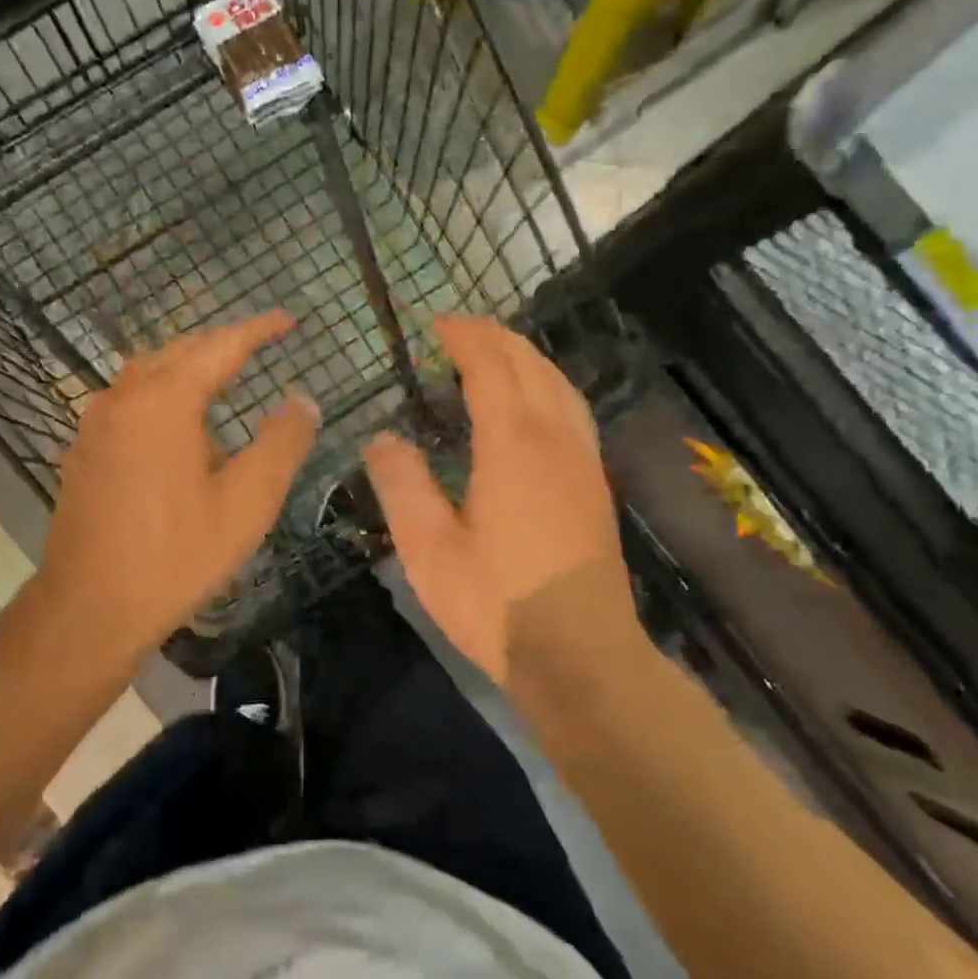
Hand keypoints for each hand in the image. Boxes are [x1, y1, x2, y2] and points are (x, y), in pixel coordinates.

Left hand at [34, 311, 319, 663]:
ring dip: (188, 366)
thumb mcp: (247, 502)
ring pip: (147, 372)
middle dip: (222, 344)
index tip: (289, 320)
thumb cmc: (176, 555)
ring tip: (222, 377)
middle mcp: (124, 396)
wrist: (89, 607)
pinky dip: (161, 392)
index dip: (259, 329)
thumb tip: (302, 400)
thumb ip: (282, 443)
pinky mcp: (83, 450)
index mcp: (165, 399)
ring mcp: (95, 423)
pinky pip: (128, 400)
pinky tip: (175, 425)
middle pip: (179, 351)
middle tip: (260, 346)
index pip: (222, 346)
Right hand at [364, 314, 627, 683]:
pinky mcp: (595, 484)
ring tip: (493, 355)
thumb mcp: (428, 549)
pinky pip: (572, 410)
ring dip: (526, 358)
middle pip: (531, 365)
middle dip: (495, 338)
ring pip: (559, 384)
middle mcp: (556, 438)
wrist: (581, 655)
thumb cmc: (497, 603)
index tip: (435, 323)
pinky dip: (546, 386)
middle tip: (457, 331)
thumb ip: (402, 485)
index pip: (492, 367)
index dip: (464, 337)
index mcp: (514, 444)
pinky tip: (531, 406)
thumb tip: (382, 438)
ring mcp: (583, 461)